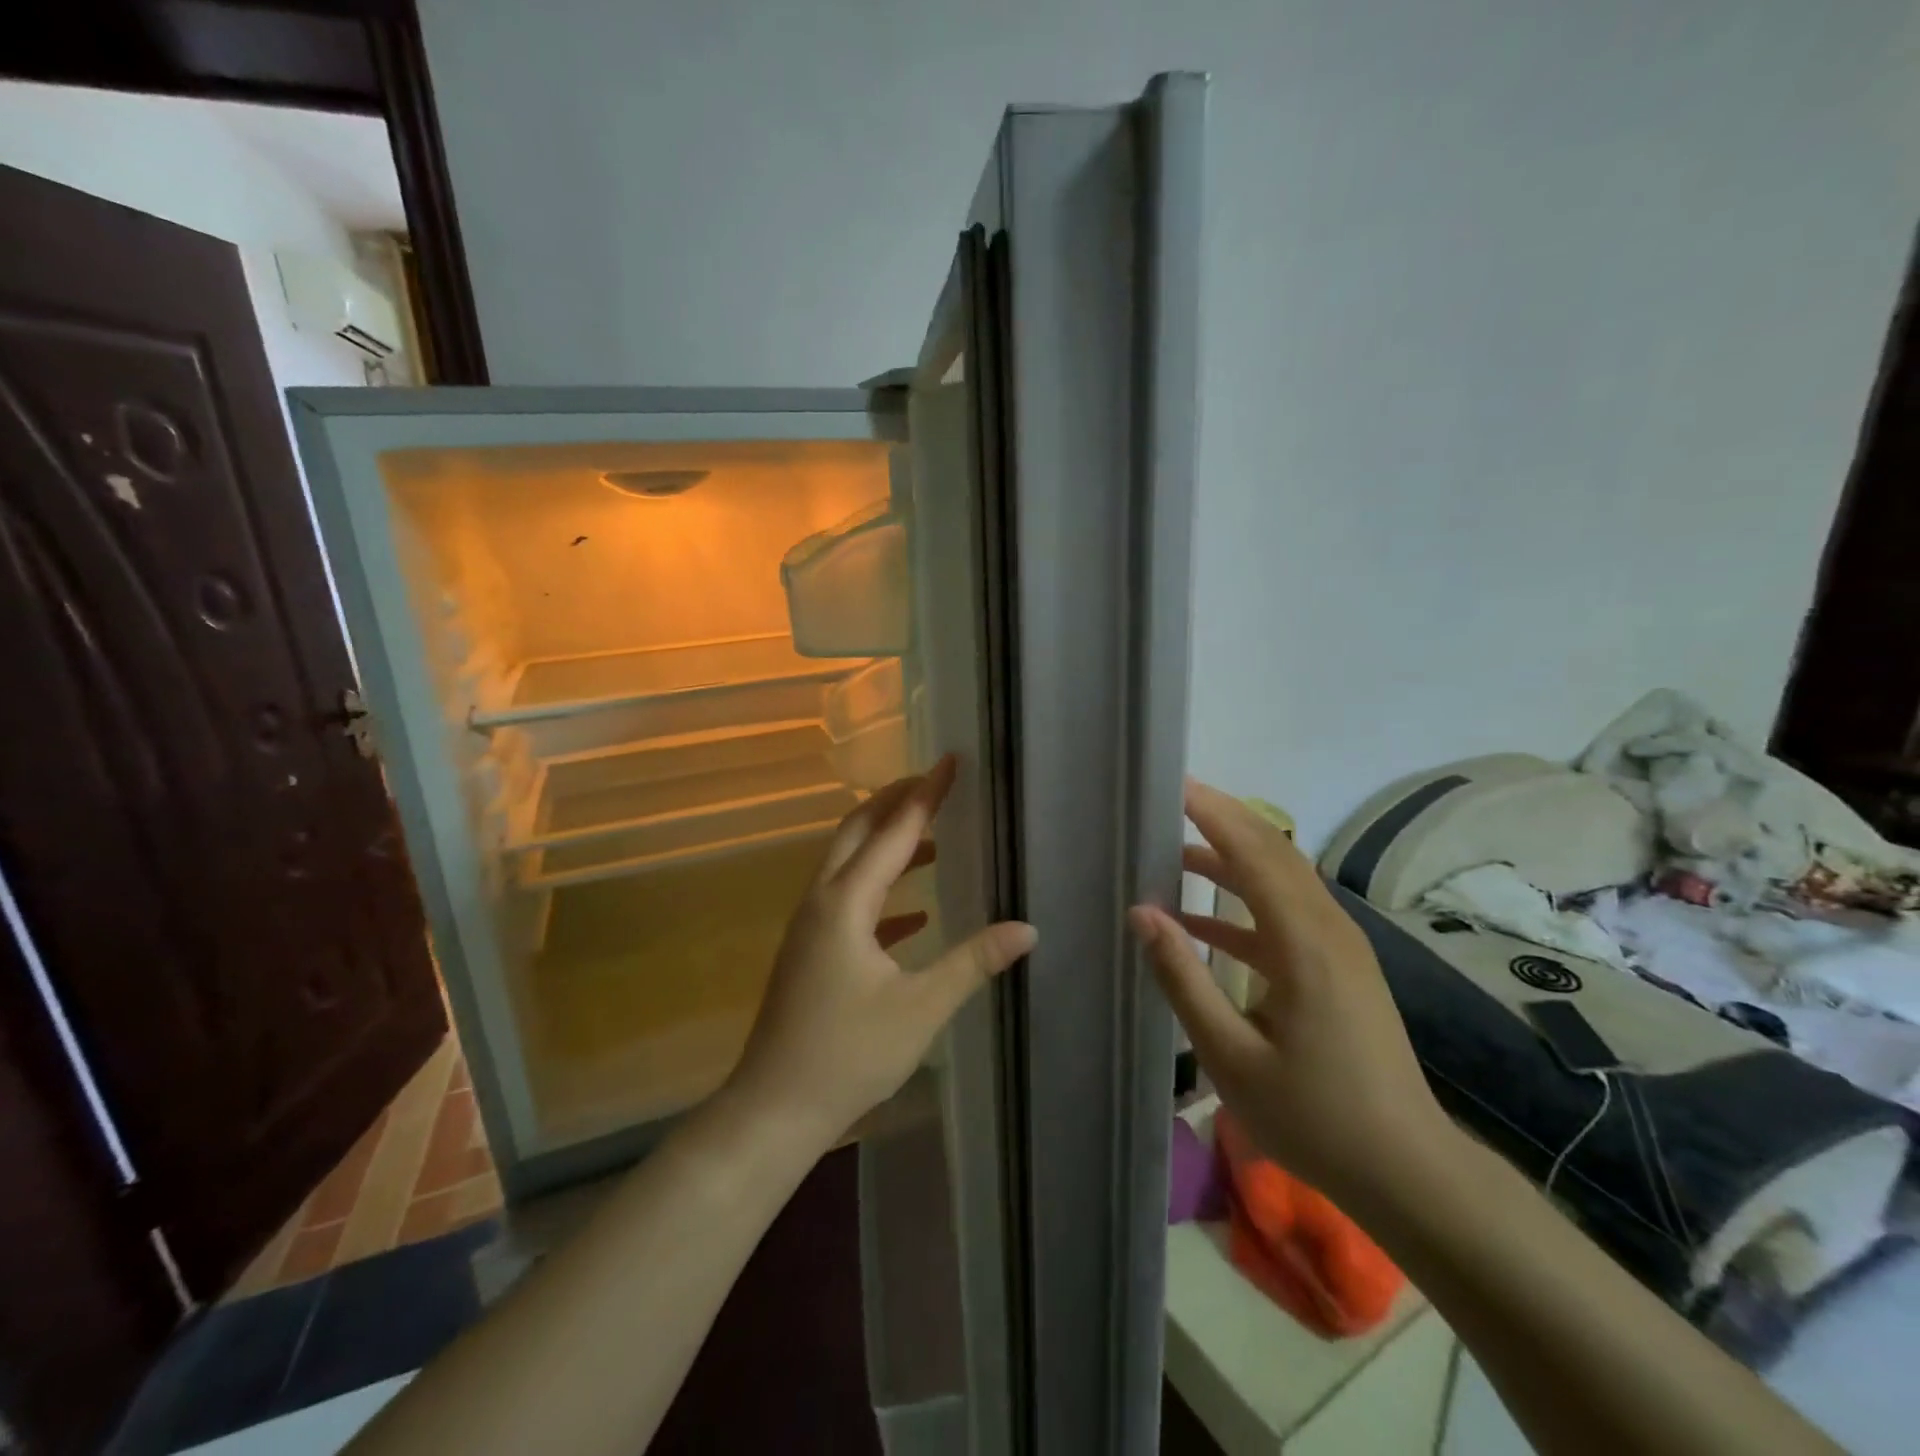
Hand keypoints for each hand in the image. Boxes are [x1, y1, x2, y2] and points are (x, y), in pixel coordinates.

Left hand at [728, 755, 1036, 1145]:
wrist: (775, 1107)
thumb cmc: (848, 1054)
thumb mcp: (921, 1008)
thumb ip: (973, 962)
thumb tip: (1027, 929)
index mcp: (846, 903)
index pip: (893, 831)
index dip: (925, 795)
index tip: (949, 761)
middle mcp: (823, 901)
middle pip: (858, 831)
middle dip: (896, 803)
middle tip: (936, 784)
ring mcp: (811, 926)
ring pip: (850, 864)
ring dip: (888, 844)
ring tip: (934, 839)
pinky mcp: (811, 951)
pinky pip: (848, 901)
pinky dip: (881, 891)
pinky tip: (914, 913)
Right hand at [1128, 778, 1451, 1207]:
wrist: (1408, 1172)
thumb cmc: (1315, 1117)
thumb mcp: (1230, 1055)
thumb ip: (1183, 978)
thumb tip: (1142, 912)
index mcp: (1304, 943)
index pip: (1254, 854)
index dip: (1214, 814)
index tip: (1173, 787)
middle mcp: (1328, 929)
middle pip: (1273, 853)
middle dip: (1223, 821)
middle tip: (1170, 802)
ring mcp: (1339, 947)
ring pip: (1281, 880)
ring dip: (1231, 860)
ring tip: (1175, 853)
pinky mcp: (1339, 968)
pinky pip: (1287, 914)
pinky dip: (1243, 906)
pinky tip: (1200, 923)